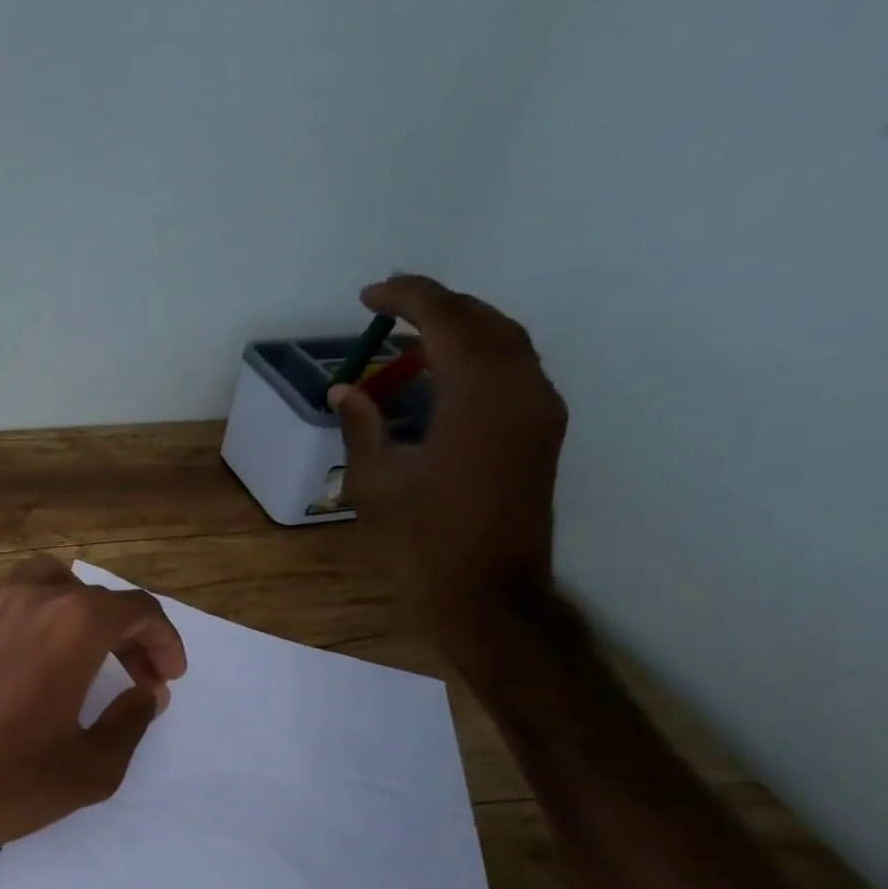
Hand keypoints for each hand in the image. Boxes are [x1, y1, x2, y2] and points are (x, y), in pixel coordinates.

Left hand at [0, 555, 186, 881]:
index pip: (137, 608)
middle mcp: (31, 600)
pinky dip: (41, 615)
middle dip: (128, 631)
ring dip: (82, 612)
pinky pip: (13, 600)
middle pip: (96, 596)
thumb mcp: (90, 768)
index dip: (163, 640)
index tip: (168, 677)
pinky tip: (39, 660)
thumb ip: (130, 722)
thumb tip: (145, 693)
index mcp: (72, 626)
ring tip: (92, 655)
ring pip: (52, 584)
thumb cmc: (6, 781)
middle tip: (140, 676)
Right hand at [328, 275, 567, 654]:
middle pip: (483, 321)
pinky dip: (478, 357)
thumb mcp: (376, 482)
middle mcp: (521, 390)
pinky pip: (514, 369)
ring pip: (506, 341)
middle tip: (387, 307)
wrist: (489, 593)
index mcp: (478, 398)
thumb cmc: (423, 541)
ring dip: (460, 329)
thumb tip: (344, 390)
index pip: (446, 321)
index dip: (406, 299)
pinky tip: (442, 375)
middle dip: (436, 306)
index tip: (369, 295)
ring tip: (410, 337)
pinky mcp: (543, 432)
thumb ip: (362, 426)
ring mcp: (540, 410)